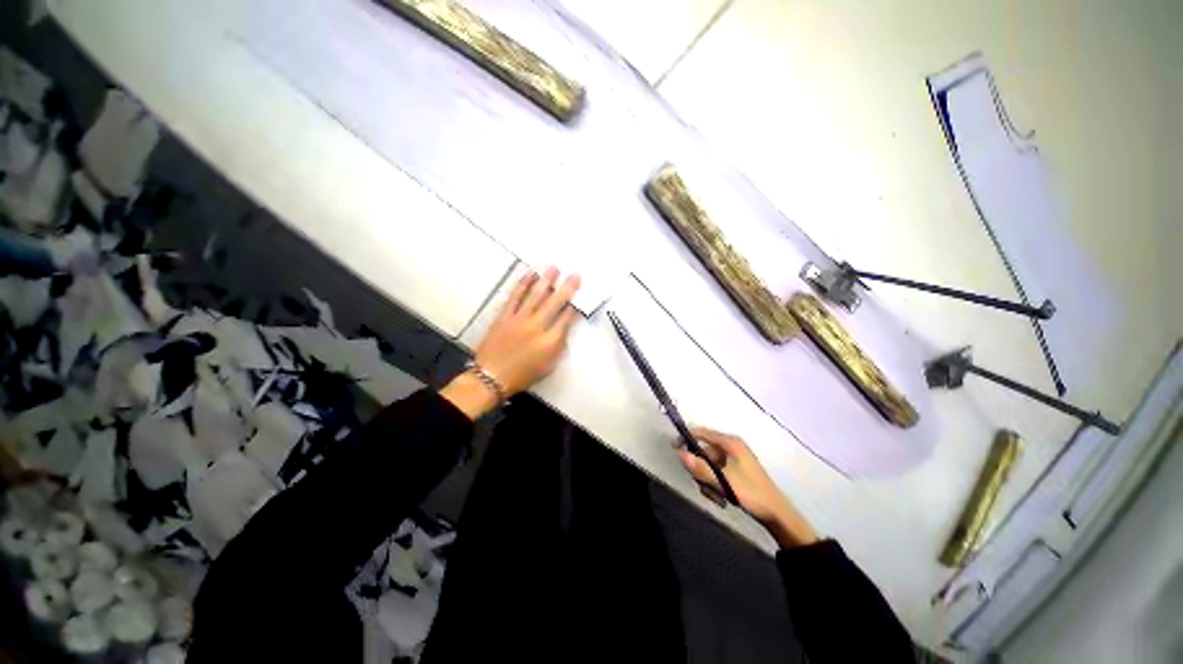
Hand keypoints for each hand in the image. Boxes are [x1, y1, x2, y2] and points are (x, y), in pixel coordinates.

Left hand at [441, 268, 580, 419]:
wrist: (490, 377)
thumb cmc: (523, 375)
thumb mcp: (548, 366)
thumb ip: (558, 346)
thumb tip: (563, 328)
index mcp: (550, 342)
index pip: (566, 319)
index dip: (574, 306)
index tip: (580, 294)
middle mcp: (537, 327)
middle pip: (555, 303)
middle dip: (567, 288)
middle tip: (575, 274)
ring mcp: (519, 319)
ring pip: (536, 295)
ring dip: (546, 280)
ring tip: (554, 268)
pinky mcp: (504, 316)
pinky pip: (515, 297)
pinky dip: (523, 284)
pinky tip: (530, 275)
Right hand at [679, 427, 817, 548]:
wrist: (777, 513)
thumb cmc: (751, 493)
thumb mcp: (723, 481)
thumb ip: (700, 468)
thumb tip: (679, 453)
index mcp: (730, 443)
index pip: (701, 432)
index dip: (686, 438)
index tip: (675, 449)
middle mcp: (731, 446)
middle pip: (704, 450)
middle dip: (699, 467)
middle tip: (701, 484)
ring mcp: (735, 458)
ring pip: (709, 463)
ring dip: (707, 478)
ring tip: (713, 494)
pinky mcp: (737, 469)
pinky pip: (717, 470)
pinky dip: (714, 481)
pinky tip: (719, 495)